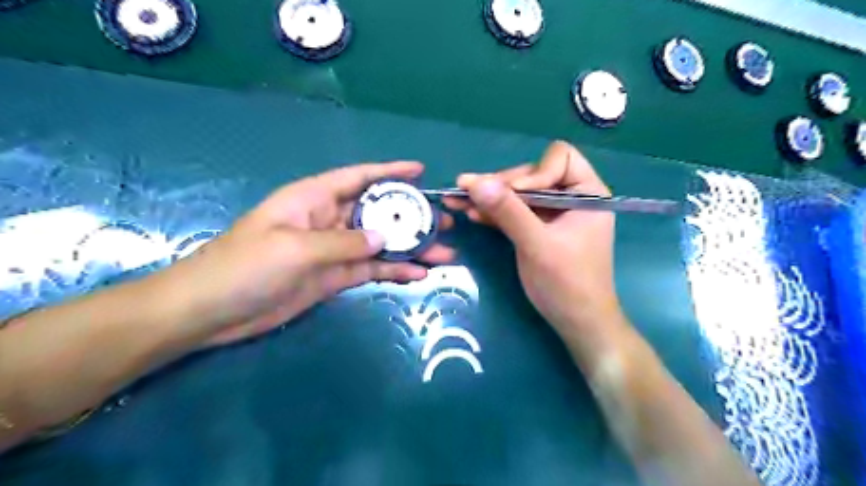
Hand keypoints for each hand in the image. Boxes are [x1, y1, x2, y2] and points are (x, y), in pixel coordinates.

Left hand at [157, 162, 452, 344]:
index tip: (421, 171)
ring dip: (410, 248)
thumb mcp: (295, 248)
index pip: (358, 177)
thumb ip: (343, 242)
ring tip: (444, 254)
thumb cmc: (245, 266)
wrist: (212, 311)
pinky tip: (418, 274)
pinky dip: (394, 271)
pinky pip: (371, 269)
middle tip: (445, 223)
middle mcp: (328, 220)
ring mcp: (333, 250)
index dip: (390, 172)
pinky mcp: (333, 277)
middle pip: (377, 213)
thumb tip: (385, 238)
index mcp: (314, 199)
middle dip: (411, 216)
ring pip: (380, 244)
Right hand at [442, 142, 617, 334]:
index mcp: (587, 193)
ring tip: (458, 199)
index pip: (559, 159)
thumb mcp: (537, 245)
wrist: (576, 323)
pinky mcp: (538, 229)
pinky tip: (471, 213)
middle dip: (501, 185)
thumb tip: (476, 181)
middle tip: (466, 191)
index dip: (533, 173)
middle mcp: (570, 197)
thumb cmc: (567, 284)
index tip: (513, 195)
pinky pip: (515, 212)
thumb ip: (508, 212)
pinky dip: (494, 212)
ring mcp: (553, 214)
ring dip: (490, 197)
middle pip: (532, 175)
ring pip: (518, 194)